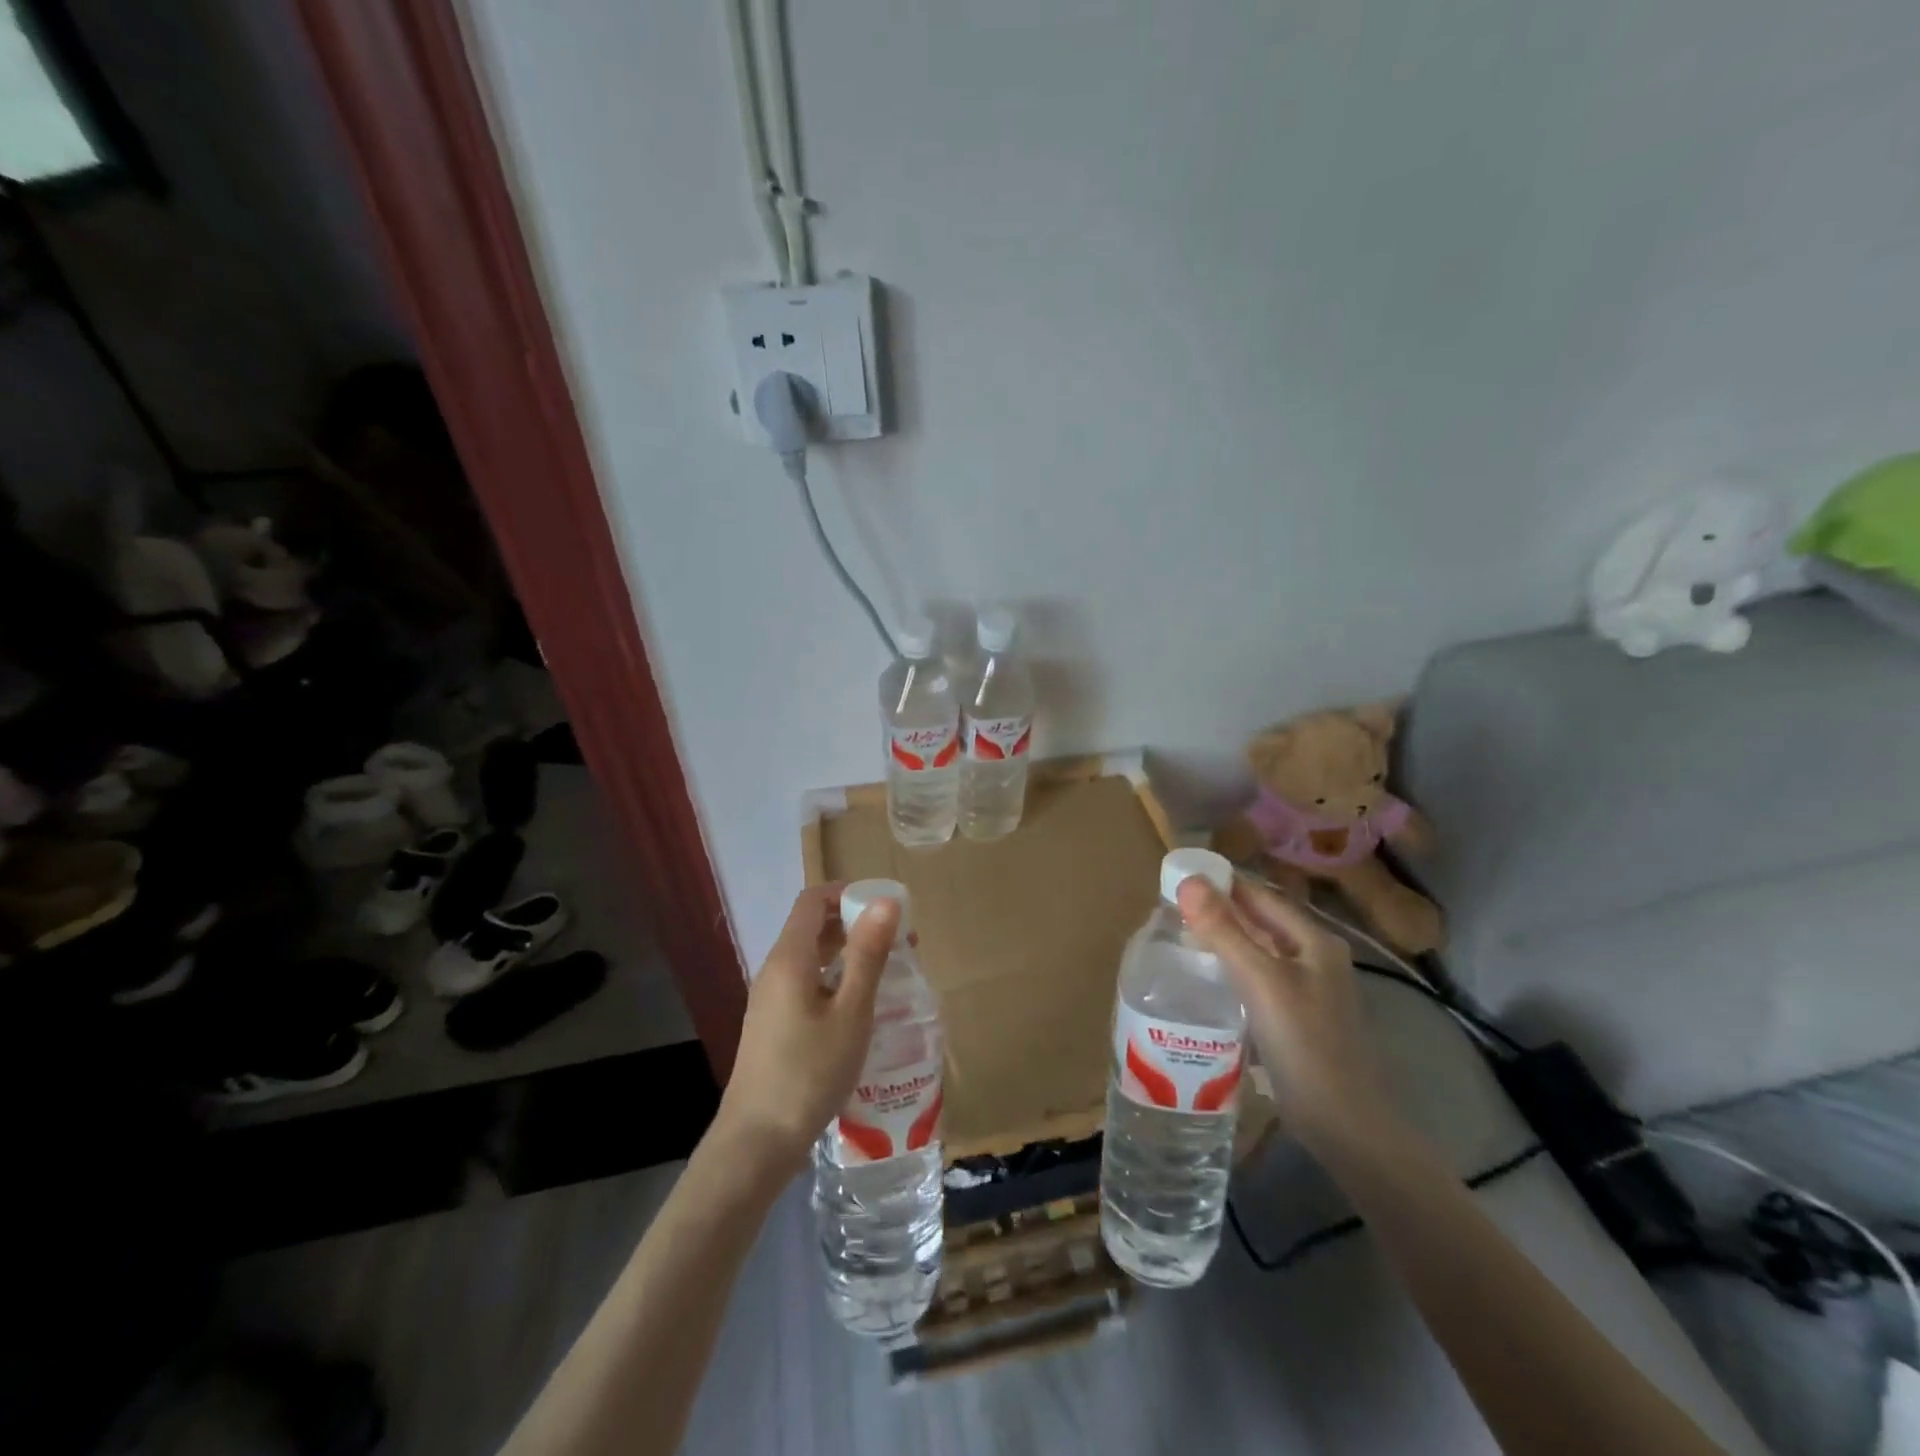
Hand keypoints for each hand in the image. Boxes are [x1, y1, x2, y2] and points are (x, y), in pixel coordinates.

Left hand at [710, 883, 898, 1181]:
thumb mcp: (851, 1012)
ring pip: (811, 957)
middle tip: (899, 942)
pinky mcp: (773, 1024)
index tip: (887, 907)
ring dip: (848, 953)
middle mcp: (775, 970)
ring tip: (888, 971)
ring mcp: (770, 999)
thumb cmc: (810, 1072)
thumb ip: (868, 954)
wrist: (757, 1143)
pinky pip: (806, 982)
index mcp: (789, 958)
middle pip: (812, 926)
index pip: (813, 900)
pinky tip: (860, 1006)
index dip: (848, 893)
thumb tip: (885, 901)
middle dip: (855, 923)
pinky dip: (835, 978)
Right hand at [1176, 875, 1404, 1158]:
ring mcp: (1307, 989)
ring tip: (1180, 938)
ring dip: (1223, 940)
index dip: (1222, 884)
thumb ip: (1224, 931)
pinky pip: (1258, 978)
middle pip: (1260, 921)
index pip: (1261, 895)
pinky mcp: (1296, 1016)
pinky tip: (1205, 979)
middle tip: (1171, 909)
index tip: (1178, 878)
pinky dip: (1231, 969)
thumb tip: (1188, 881)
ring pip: (1258, 950)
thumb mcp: (1260, 981)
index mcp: (1314, 940)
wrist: (1344, 1124)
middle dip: (1219, 911)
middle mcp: (1314, 957)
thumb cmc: (1304, 1044)